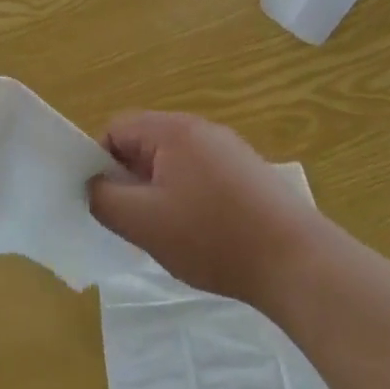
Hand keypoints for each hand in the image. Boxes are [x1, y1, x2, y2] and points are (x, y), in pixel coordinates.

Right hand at [88, 112, 320, 309]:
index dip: (100, 163)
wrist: (296, 260)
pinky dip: (189, 199)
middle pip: (144, 144)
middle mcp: (200, 129)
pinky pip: (200, 175)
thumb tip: (93, 185)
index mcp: (171, 130)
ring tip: (169, 233)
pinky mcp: (247, 172)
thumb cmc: (212, 236)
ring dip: (159, 192)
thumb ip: (104, 199)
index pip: (115, 129)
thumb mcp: (143, 223)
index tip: (107, 202)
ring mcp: (228, 149)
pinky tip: (202, 234)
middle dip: (131, 180)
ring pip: (172, 163)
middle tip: (136, 222)